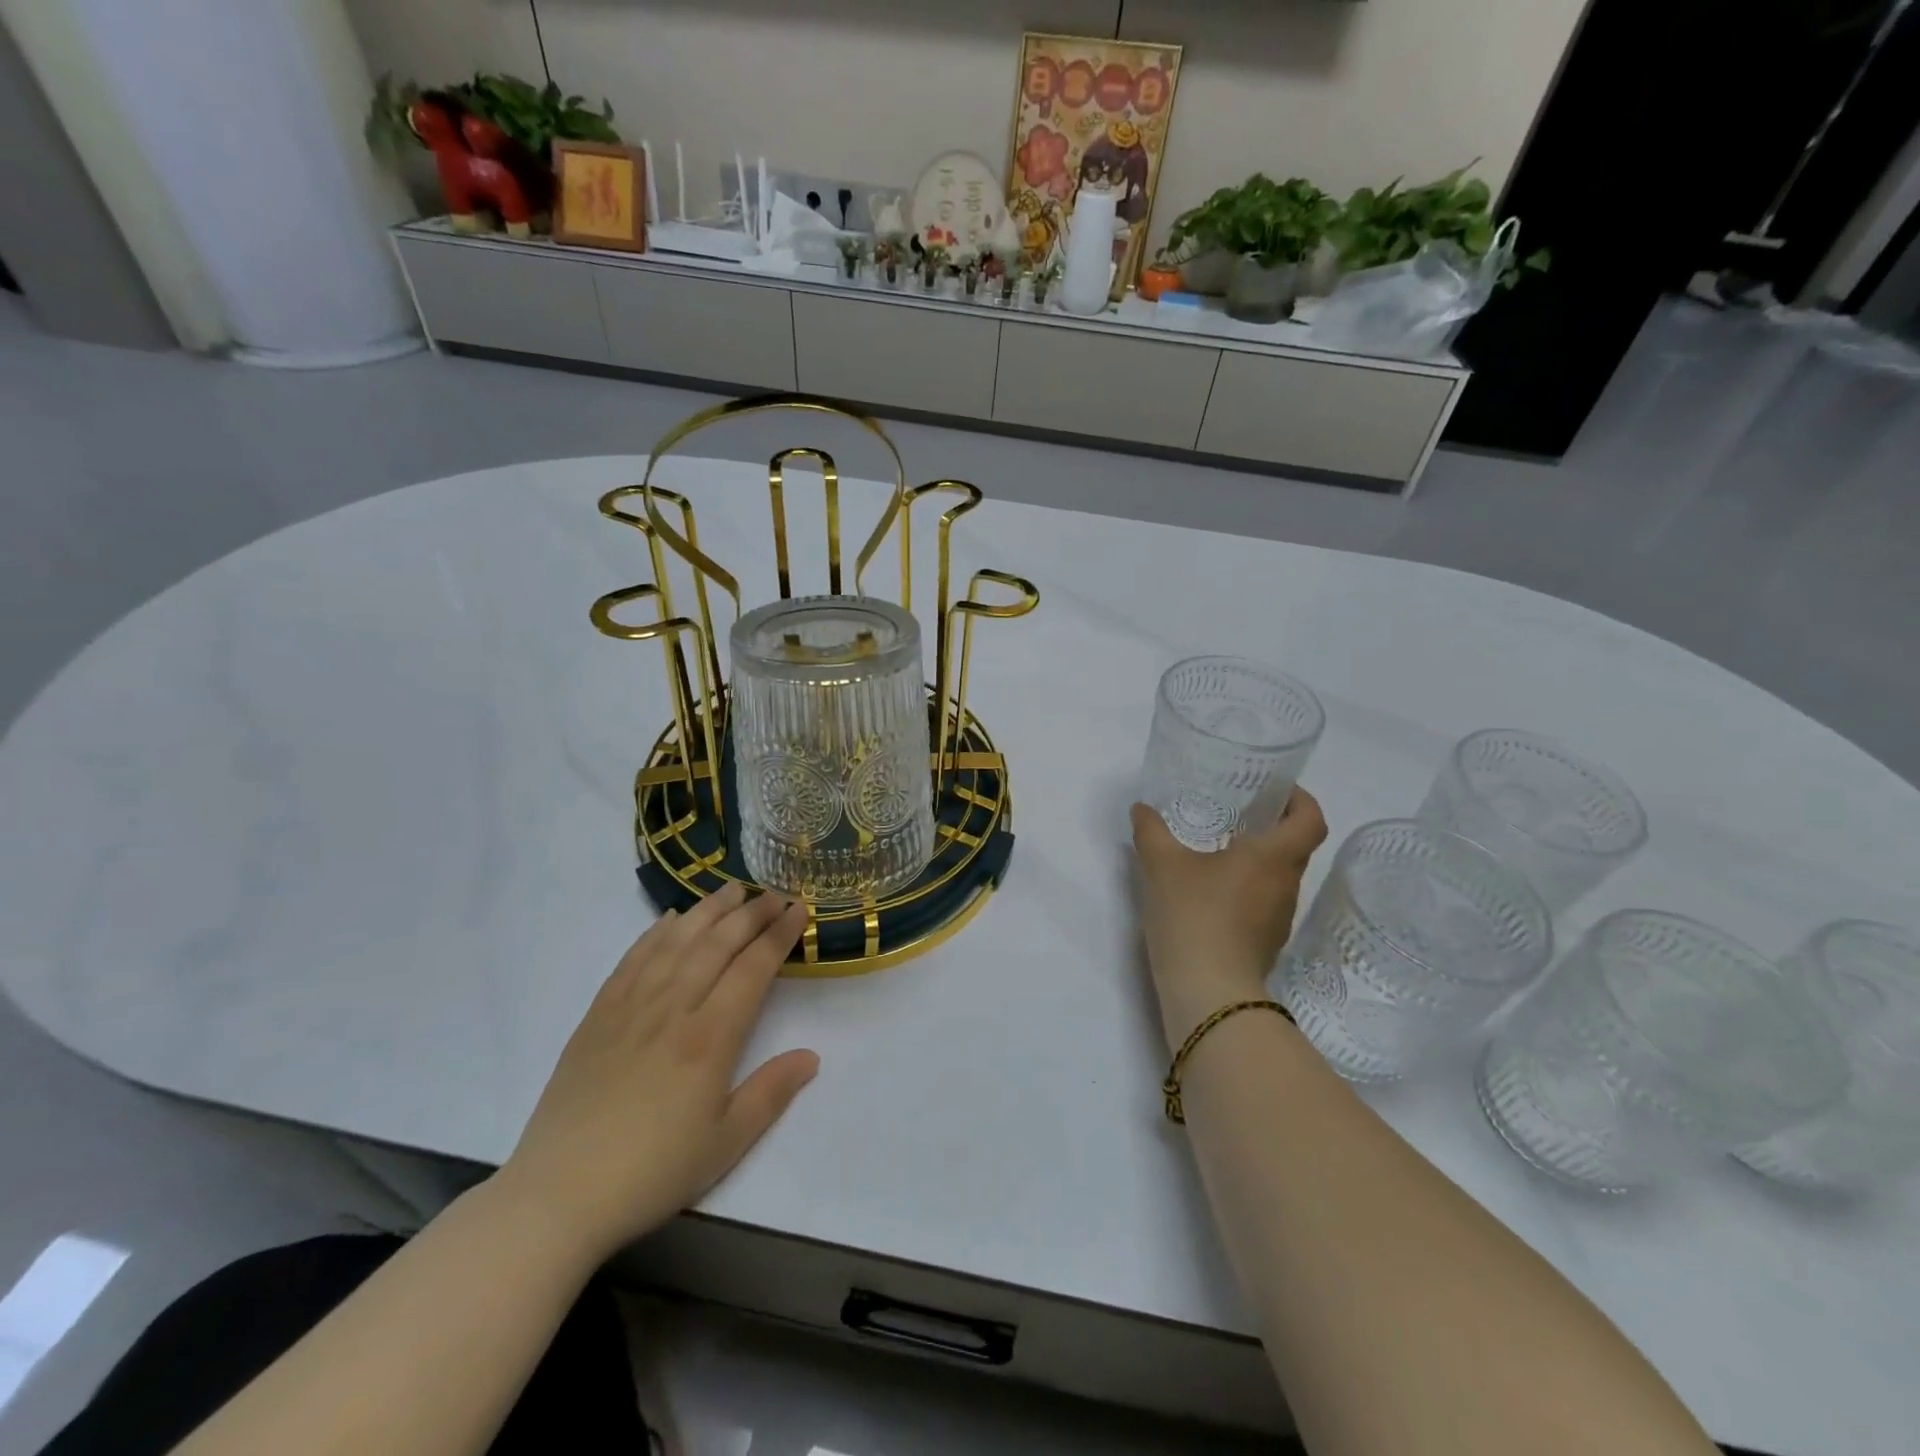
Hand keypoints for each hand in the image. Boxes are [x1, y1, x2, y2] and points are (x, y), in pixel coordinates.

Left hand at [497, 884, 817, 1263]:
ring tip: (732, 888)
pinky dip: (657, 932)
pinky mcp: (598, 1014)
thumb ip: (771, 1093)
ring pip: (677, 941)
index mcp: (709, 1038)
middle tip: (775, 893)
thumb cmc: (652, 1172)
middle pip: (718, 944)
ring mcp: (631, 1006)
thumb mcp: (725, 1143)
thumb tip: (811, 1056)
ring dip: (708, 910)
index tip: (799, 910)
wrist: (557, 1195)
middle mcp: (672, 1008)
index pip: (752, 968)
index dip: (779, 935)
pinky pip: (633, 958)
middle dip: (752, 913)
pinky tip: (672, 919)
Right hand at [1131, 789, 1328, 1051]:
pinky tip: (1212, 887)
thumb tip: (1141, 808)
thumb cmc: (1194, 915)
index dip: (1301, 799)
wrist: (1208, 992)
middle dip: (1272, 825)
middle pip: (1296, 846)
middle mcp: (1286, 884)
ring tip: (1221, 846)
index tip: (1276, 789)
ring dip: (1259, 857)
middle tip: (1237, 810)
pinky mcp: (1265, 941)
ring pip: (1279, 875)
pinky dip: (1247, 885)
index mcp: (1274, 857)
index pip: (1311, 819)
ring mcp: (1279, 917)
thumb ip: (1151, 831)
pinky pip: (1264, 900)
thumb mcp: (1162, 865)